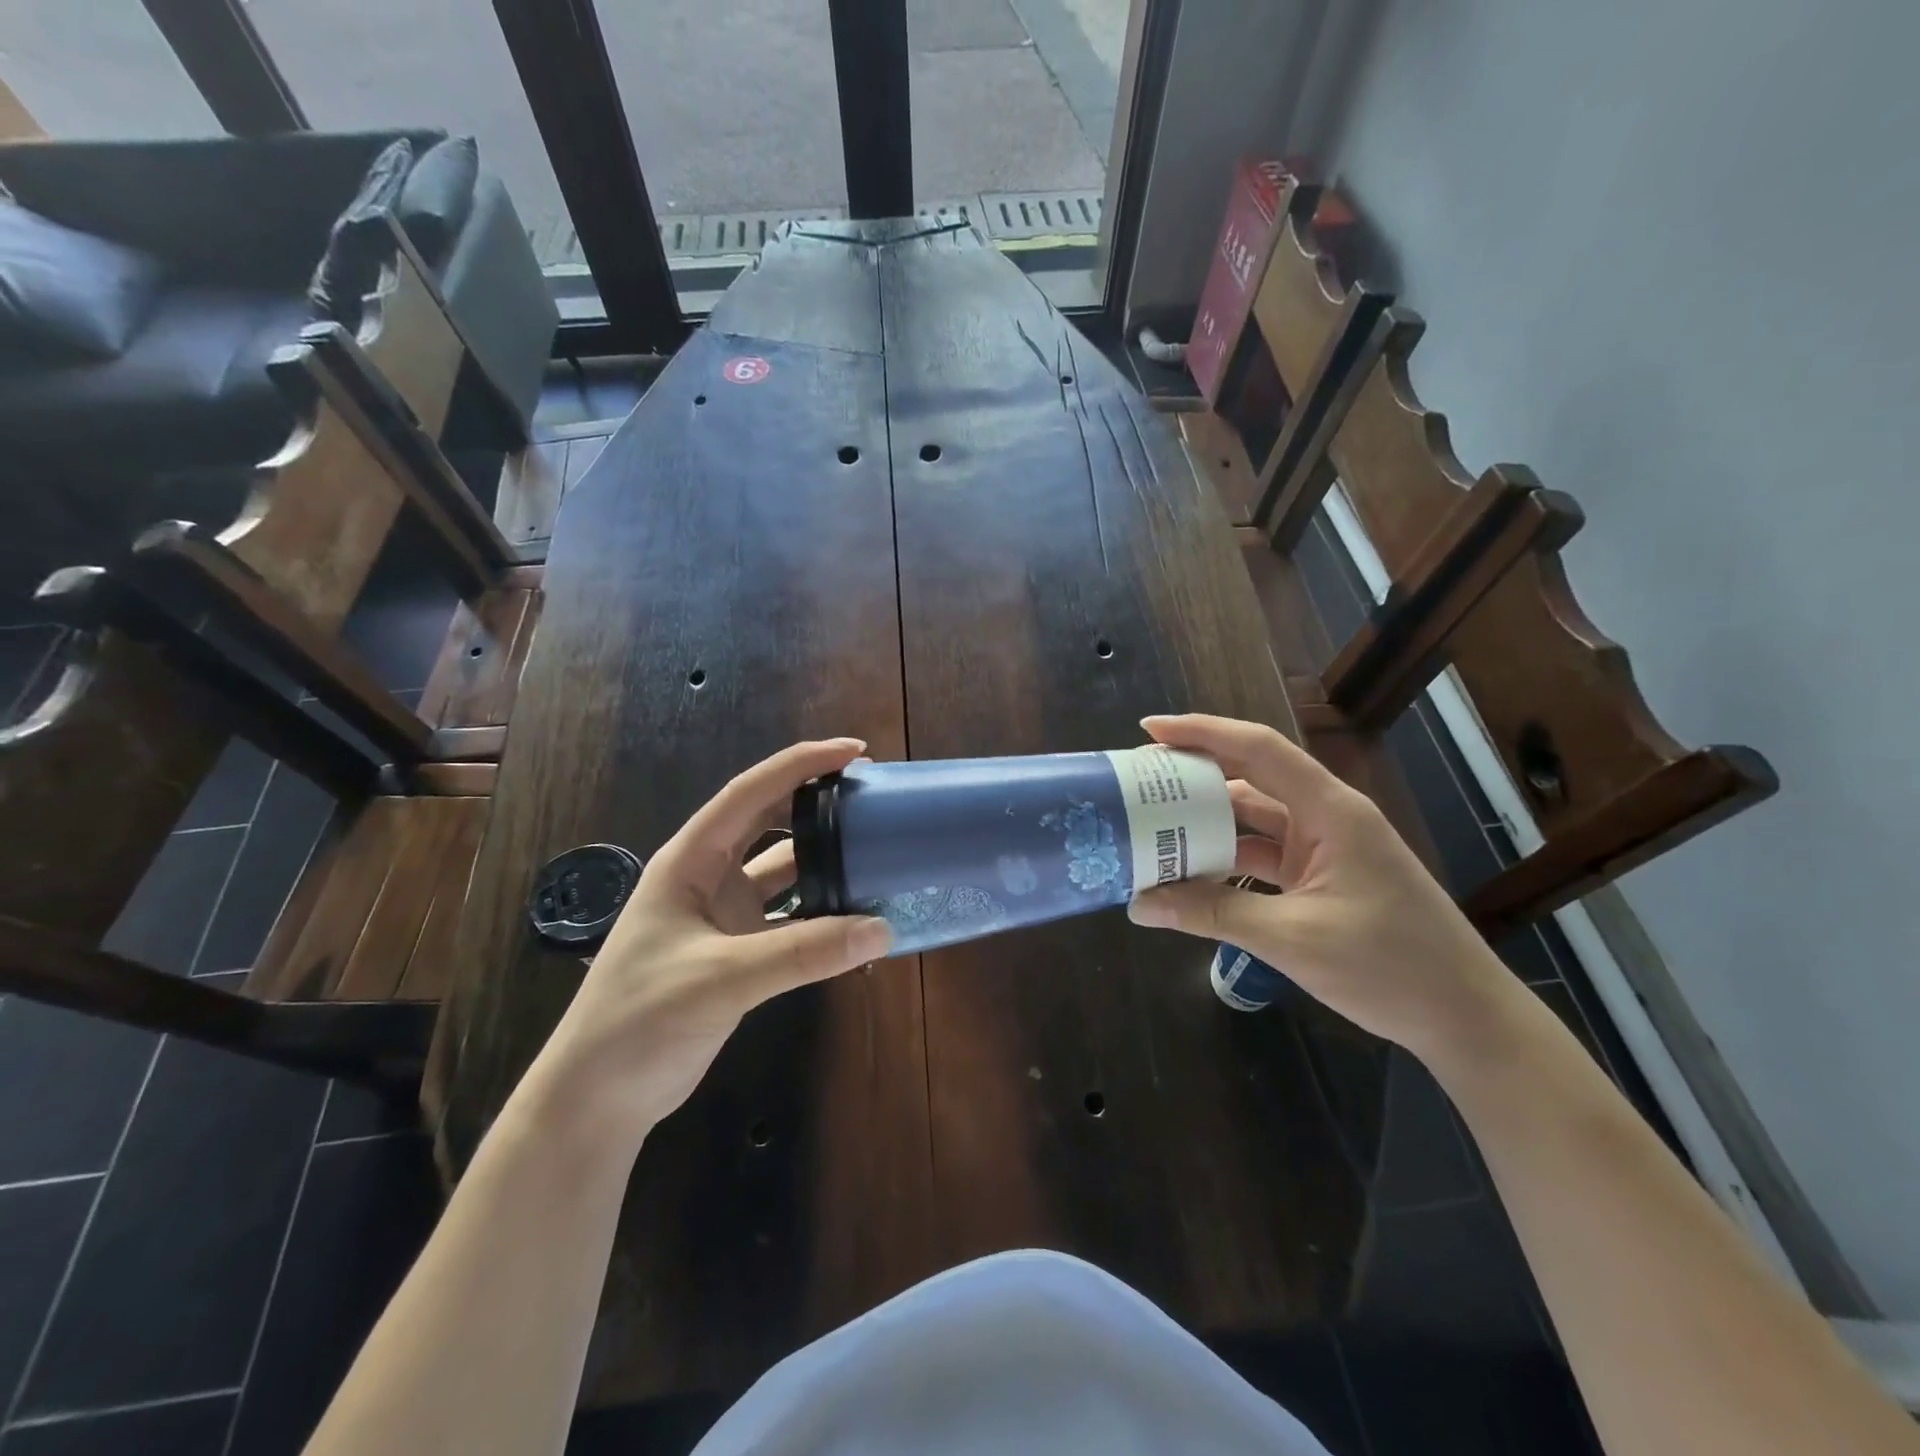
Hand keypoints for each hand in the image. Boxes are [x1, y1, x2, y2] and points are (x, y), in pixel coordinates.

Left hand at [526, 738, 891, 1148]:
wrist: (598, 1099)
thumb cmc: (640, 1020)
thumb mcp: (722, 978)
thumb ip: (803, 952)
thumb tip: (881, 929)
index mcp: (690, 861)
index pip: (750, 793)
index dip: (801, 765)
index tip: (853, 750)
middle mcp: (708, 877)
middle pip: (768, 821)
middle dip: (816, 801)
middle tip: (870, 792)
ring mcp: (723, 915)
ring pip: (783, 870)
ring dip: (823, 858)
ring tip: (873, 847)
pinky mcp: (738, 951)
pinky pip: (790, 917)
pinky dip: (822, 911)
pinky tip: (857, 915)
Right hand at [1126, 714, 1516, 1058]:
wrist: (1465, 1018)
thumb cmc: (1390, 968)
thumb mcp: (1292, 939)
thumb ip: (1212, 914)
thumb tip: (1140, 904)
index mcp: (1331, 811)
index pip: (1259, 750)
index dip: (1203, 732)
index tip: (1149, 731)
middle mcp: (1326, 817)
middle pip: (1251, 778)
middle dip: (1194, 776)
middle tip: (1137, 782)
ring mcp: (1325, 848)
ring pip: (1253, 818)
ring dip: (1207, 822)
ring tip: (1151, 825)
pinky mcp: (1322, 876)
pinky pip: (1262, 853)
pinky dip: (1226, 858)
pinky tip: (1189, 870)